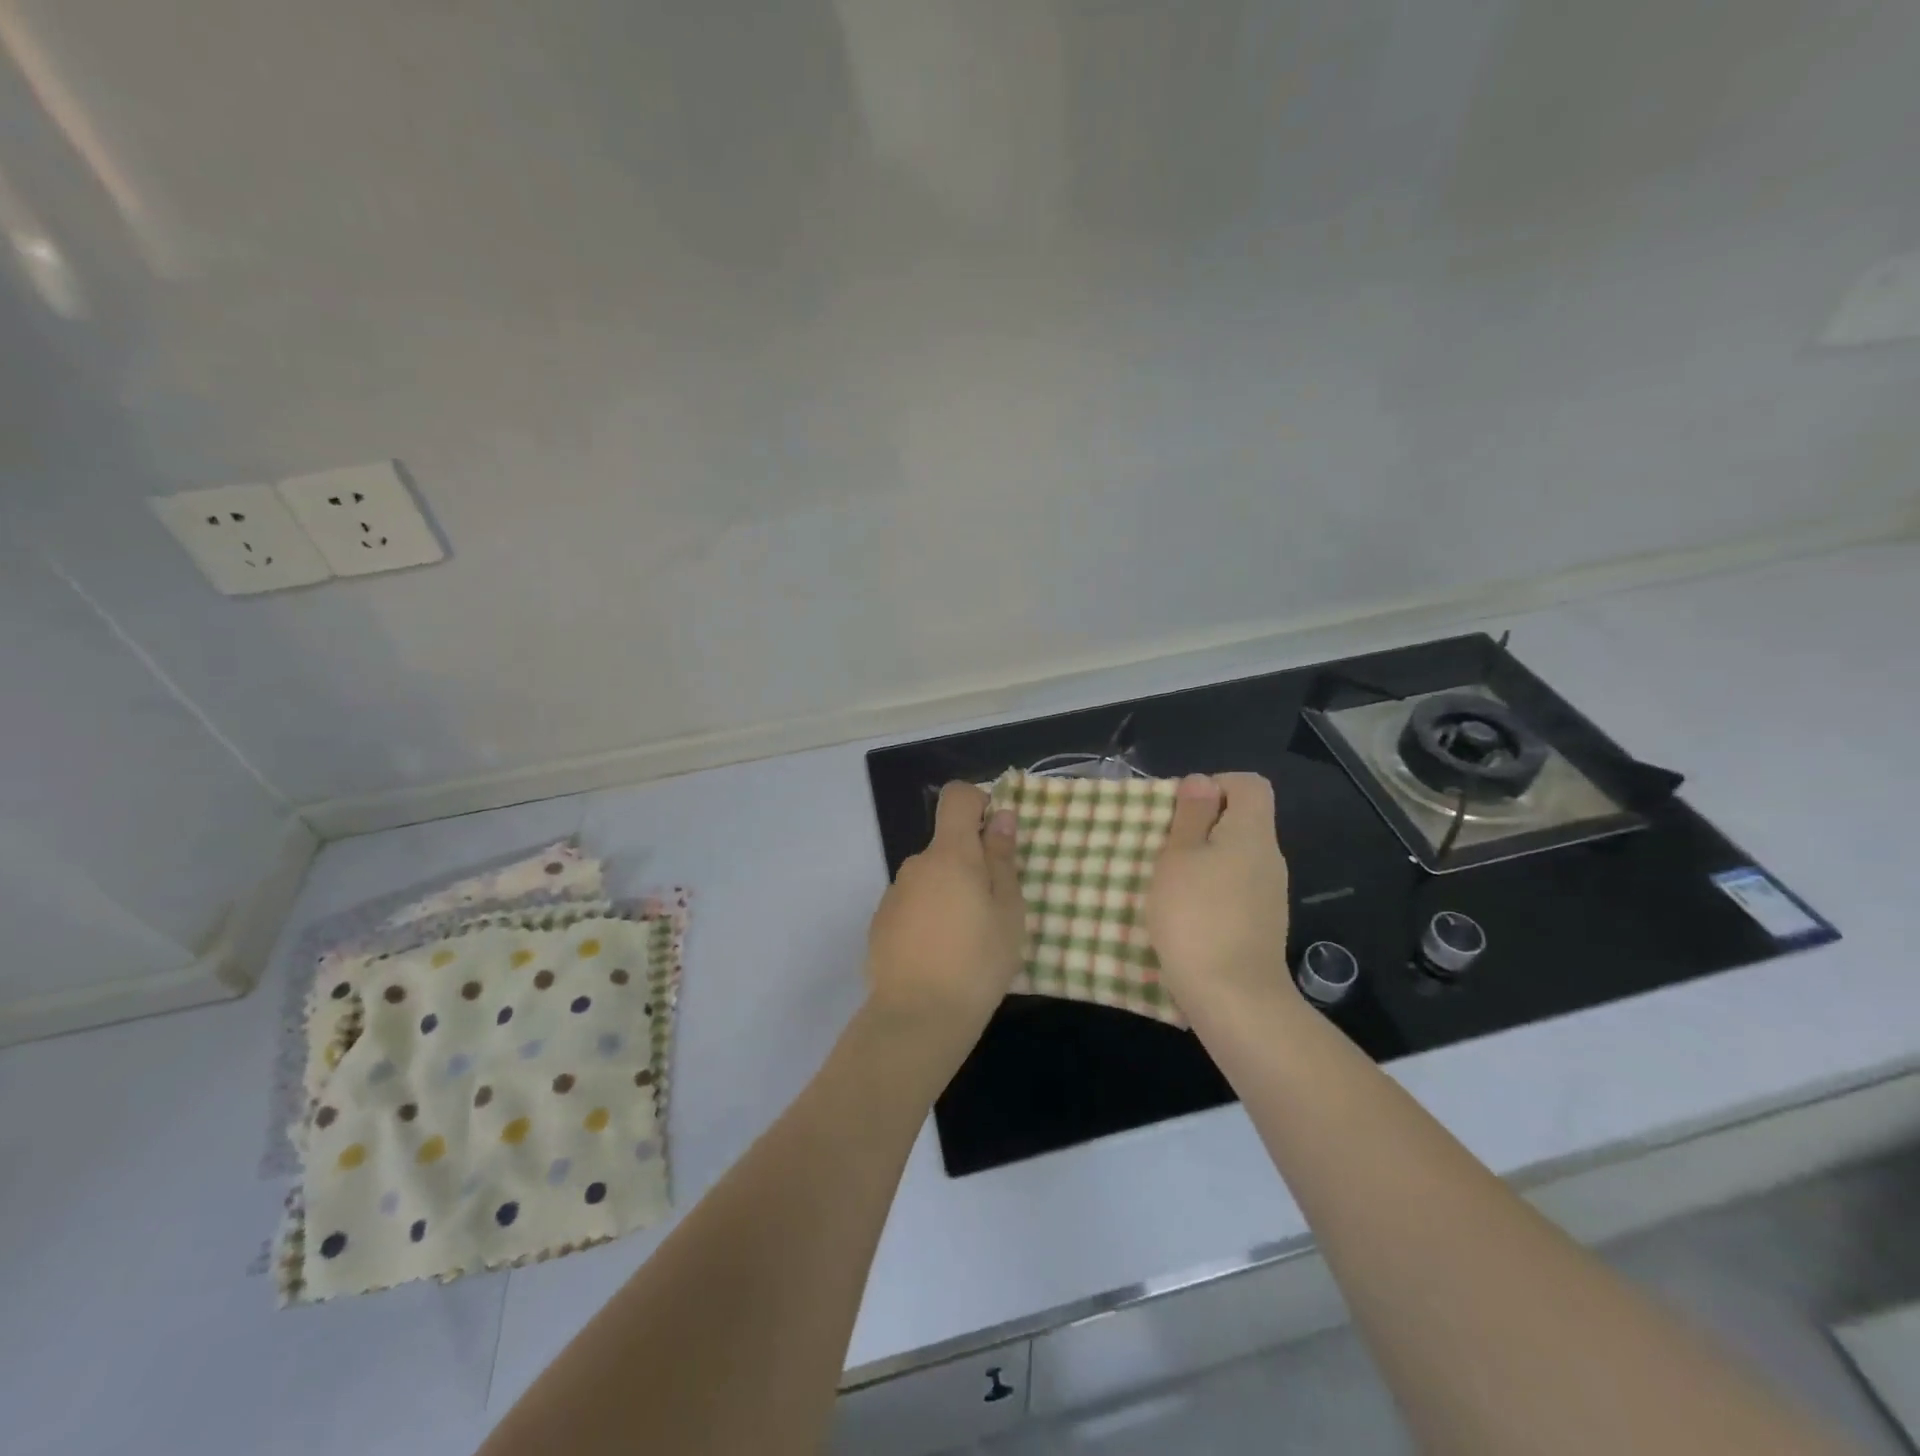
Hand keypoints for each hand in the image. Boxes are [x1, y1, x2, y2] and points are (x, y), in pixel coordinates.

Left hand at [865, 781, 1026, 1054]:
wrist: (917, 1019)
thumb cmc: (977, 961)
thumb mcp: (1008, 911)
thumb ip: (1002, 859)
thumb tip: (1000, 816)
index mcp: (950, 854)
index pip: (957, 797)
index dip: (978, 803)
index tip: (996, 837)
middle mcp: (916, 864)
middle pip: (946, 845)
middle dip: (970, 864)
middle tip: (992, 909)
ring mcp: (893, 894)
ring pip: (930, 879)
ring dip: (949, 894)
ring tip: (966, 941)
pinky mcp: (880, 924)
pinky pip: (912, 905)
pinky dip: (928, 917)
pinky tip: (939, 956)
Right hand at [1147, 773, 1294, 1013]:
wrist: (1233, 997)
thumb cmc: (1196, 916)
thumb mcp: (1178, 857)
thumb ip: (1191, 816)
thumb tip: (1202, 781)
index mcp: (1252, 833)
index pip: (1250, 784)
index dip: (1215, 785)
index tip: (1181, 810)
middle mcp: (1269, 857)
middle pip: (1243, 820)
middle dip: (1202, 825)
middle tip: (1164, 845)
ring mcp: (1270, 893)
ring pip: (1236, 856)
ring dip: (1204, 860)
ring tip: (1169, 881)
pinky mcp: (1262, 923)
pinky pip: (1236, 888)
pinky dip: (1212, 890)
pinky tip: (1186, 913)